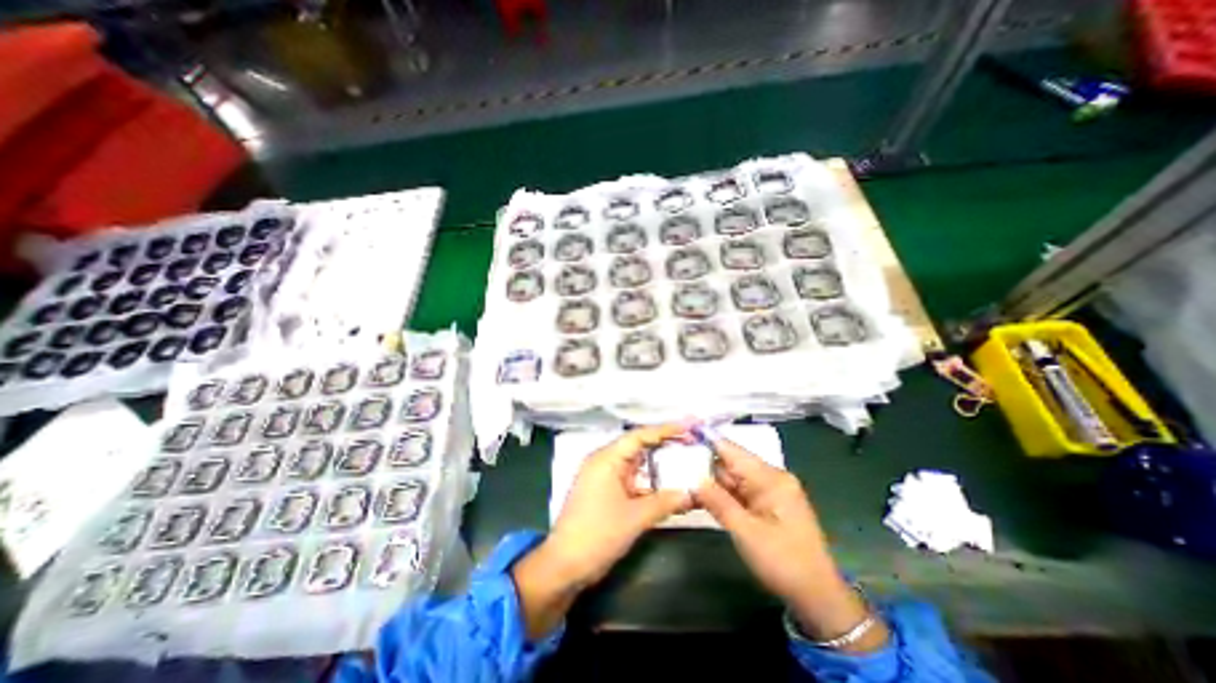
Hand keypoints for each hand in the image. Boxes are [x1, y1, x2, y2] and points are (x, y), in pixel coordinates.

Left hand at [548, 423, 693, 584]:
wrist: (565, 565)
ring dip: (658, 465)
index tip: (688, 427)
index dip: (665, 430)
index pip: (639, 436)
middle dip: (664, 445)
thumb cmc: (597, 534)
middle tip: (691, 443)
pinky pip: (632, 480)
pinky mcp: (606, 492)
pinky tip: (668, 487)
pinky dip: (649, 482)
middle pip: (638, 446)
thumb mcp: (634, 518)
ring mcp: (604, 477)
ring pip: (636, 464)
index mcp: (606, 459)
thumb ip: (665, 502)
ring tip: (684, 461)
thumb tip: (691, 493)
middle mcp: (605, 462)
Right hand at [694, 437, 890, 649]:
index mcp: (770, 478)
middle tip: (674, 465)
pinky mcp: (766, 505)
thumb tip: (694, 479)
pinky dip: (721, 496)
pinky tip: (701, 498)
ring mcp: (769, 492)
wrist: (818, 598)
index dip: (706, 441)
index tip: (682, 436)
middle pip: (730, 464)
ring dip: (710, 483)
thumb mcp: (746, 533)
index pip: (732, 450)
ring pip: (732, 479)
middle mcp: (770, 478)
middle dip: (704, 466)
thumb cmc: (784, 563)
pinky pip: (739, 493)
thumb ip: (718, 502)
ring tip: (682, 481)